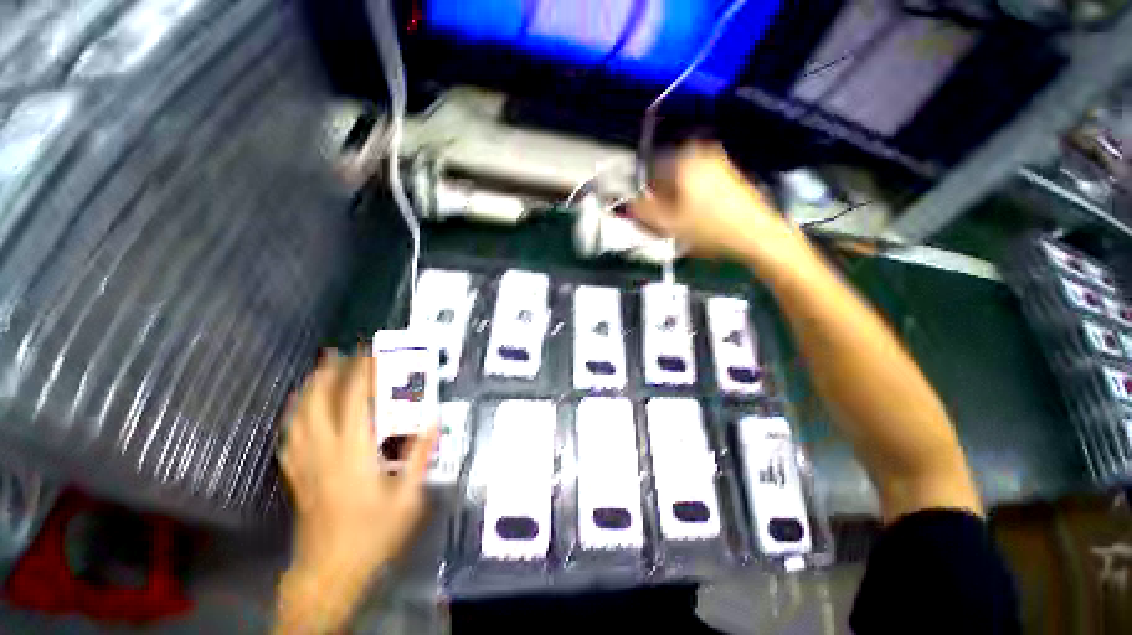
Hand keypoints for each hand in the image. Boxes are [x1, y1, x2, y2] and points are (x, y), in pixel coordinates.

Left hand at [276, 352, 436, 630]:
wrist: (329, 571)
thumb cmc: (371, 535)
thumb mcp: (407, 497)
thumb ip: (419, 456)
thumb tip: (433, 422)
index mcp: (353, 453)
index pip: (355, 402)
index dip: (361, 373)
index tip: (370, 353)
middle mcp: (324, 452)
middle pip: (318, 403)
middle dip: (328, 373)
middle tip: (339, 352)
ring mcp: (305, 463)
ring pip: (299, 416)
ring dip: (308, 389)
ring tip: (319, 370)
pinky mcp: (296, 475)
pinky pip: (290, 435)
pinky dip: (294, 415)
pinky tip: (299, 409)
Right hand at [631, 143, 810, 271]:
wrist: (757, 235)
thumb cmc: (709, 229)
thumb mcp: (669, 224)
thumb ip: (642, 212)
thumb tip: (627, 203)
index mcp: (683, 160)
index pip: (649, 171)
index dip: (644, 195)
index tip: (647, 215)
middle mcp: (700, 153)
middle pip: (667, 176)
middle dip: (661, 198)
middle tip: (663, 221)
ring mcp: (718, 161)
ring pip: (683, 180)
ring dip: (675, 199)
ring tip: (680, 223)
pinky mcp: (729, 173)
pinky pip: (699, 182)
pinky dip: (692, 197)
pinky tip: (697, 218)